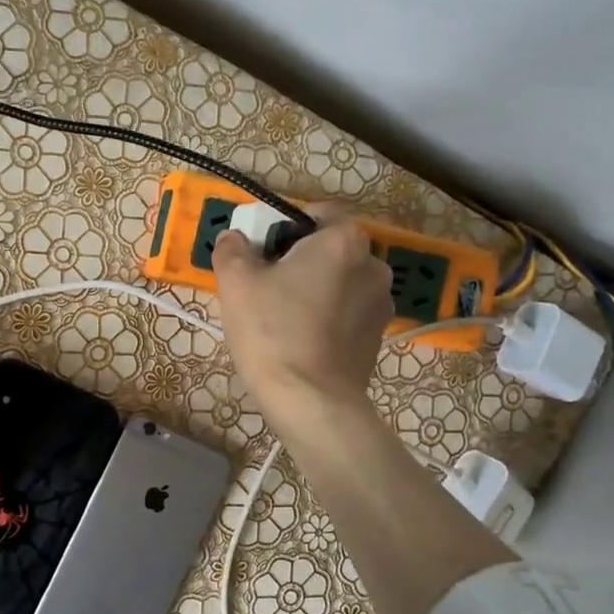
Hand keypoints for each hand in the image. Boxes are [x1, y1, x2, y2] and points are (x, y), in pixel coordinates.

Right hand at [211, 204, 392, 439]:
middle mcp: (373, 265)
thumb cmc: (273, 332)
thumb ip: (233, 248)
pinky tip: (302, 340)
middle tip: (265, 286)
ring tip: (283, 318)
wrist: (311, 401)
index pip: (318, 213)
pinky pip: (347, 311)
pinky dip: (327, 316)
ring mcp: (381, 303)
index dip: (285, 226)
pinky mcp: (378, 336)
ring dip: (314, 289)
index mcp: (343, 241)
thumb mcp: (236, 282)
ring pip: (339, 281)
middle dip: (299, 260)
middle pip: (329, 248)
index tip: (262, 252)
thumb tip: (235, 238)